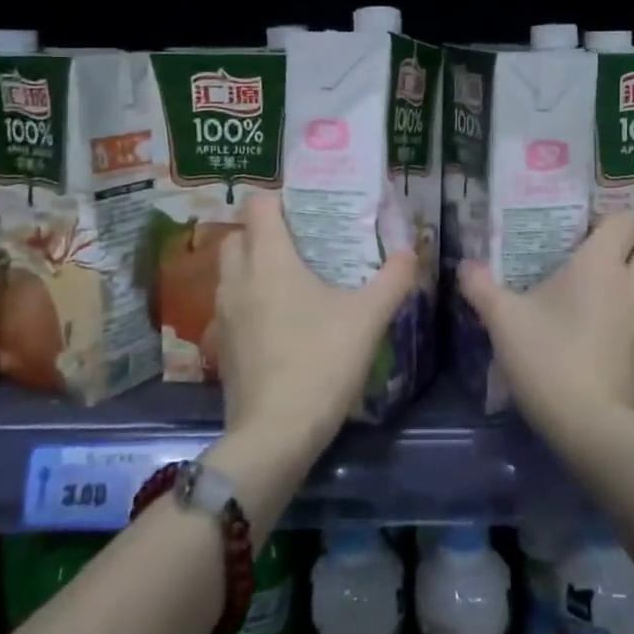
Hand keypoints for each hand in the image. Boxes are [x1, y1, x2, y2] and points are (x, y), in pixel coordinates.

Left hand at [211, 194, 417, 448]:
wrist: (275, 434)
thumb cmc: (321, 362)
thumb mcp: (369, 318)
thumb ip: (393, 279)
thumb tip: (411, 251)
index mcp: (268, 259)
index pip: (258, 204)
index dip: (280, 199)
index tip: (307, 208)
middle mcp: (237, 278)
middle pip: (238, 235)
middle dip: (264, 232)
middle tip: (302, 243)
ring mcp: (223, 314)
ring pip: (231, 272)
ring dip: (254, 266)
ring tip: (293, 280)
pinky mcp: (221, 346)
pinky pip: (231, 306)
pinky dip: (250, 302)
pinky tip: (280, 322)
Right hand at [457, 213, 633, 434]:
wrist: (591, 425)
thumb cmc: (546, 357)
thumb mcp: (502, 319)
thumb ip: (480, 286)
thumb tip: (464, 265)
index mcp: (600, 264)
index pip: (623, 220)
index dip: (606, 224)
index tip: (582, 238)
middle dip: (631, 249)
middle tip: (599, 265)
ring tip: (612, 298)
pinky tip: (616, 340)